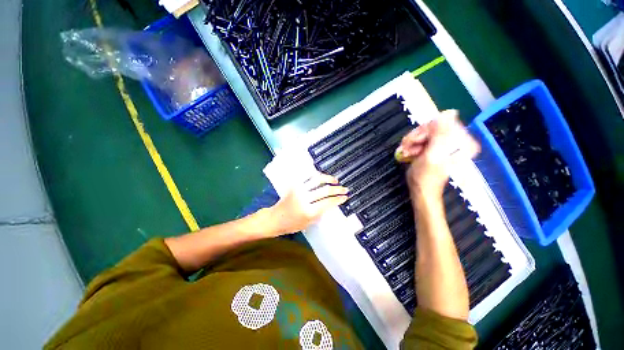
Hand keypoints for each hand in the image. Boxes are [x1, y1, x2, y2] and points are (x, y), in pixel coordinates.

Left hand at [268, 173, 347, 235]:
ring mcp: (298, 189)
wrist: (274, 218)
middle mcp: (304, 198)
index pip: (328, 202)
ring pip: (317, 179)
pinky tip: (322, 176)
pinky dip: (316, 175)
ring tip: (335, 180)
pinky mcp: (294, 185)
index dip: (338, 199)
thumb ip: (320, 213)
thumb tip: (331, 203)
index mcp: (308, 211)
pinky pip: (307, 176)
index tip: (345, 197)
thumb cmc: (291, 224)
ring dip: (328, 178)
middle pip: (325, 190)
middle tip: (344, 189)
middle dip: (337, 189)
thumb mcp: (308, 223)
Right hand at [396, 110, 479, 198]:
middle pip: (432, 127)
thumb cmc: (426, 176)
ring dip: (412, 142)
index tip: (412, 142)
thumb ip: (441, 134)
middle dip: (416, 137)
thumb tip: (450, 112)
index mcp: (461, 141)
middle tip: (406, 147)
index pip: (440, 122)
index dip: (423, 131)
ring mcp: (445, 143)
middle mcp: (456, 139)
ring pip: (424, 133)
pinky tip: (408, 152)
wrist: (422, 190)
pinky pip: (422, 139)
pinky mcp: (436, 147)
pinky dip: (413, 144)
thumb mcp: (433, 155)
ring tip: (406, 152)